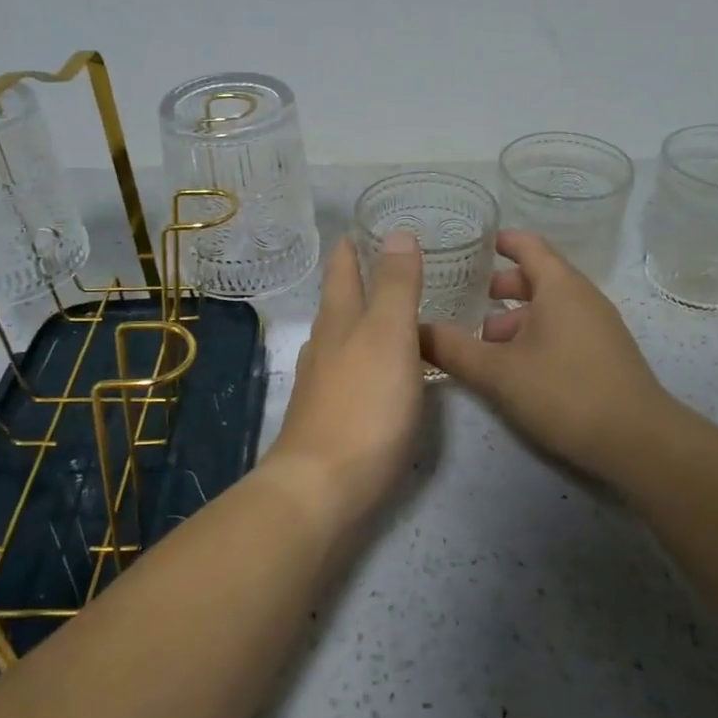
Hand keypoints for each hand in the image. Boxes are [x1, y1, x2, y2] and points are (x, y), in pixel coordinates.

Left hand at [261, 231, 427, 523]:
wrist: (322, 488)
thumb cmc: (364, 405)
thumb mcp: (389, 335)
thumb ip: (396, 286)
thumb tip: (397, 232)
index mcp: (339, 322)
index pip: (342, 272)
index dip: (350, 249)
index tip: (359, 229)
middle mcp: (324, 348)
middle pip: (337, 305)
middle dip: (353, 283)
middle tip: (379, 265)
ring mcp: (321, 387)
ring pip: (339, 341)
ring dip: (358, 323)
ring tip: (383, 316)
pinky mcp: (328, 421)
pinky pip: (348, 376)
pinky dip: (363, 361)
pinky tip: (376, 375)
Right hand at [421, 230, 680, 486]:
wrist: (638, 441)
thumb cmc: (564, 392)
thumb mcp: (498, 373)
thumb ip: (453, 349)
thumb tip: (414, 331)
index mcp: (560, 286)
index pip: (528, 245)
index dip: (500, 241)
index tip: (473, 244)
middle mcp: (582, 297)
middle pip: (538, 276)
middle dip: (501, 285)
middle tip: (466, 297)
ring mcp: (599, 325)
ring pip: (550, 307)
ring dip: (516, 316)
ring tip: (483, 339)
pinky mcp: (606, 353)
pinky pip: (564, 328)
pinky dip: (535, 333)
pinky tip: (516, 365)